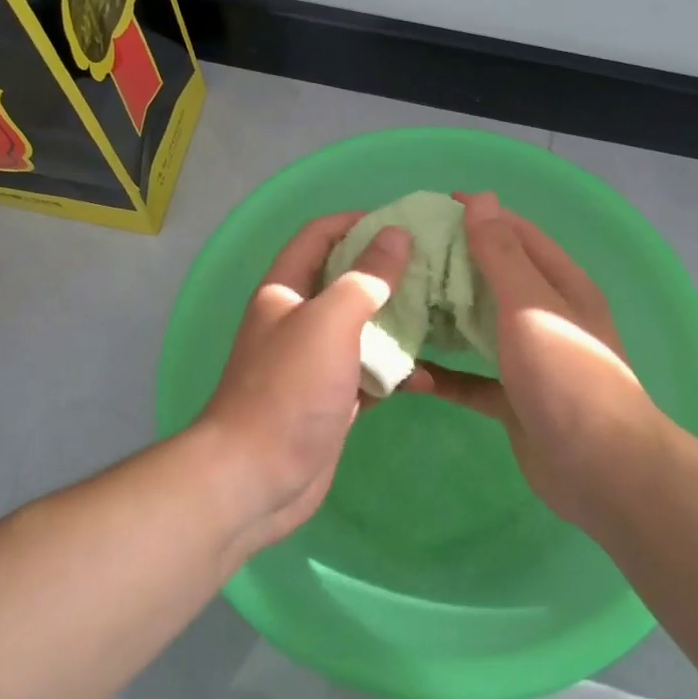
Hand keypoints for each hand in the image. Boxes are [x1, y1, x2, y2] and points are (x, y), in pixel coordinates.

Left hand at [191, 212, 414, 558]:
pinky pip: (367, 373)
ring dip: (396, 322)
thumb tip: (397, 235)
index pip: (318, 235)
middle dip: (386, 271)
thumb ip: (365, 277)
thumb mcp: (329, 322)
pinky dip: (393, 372)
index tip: (403, 223)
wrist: (256, 477)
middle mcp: (297, 319)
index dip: (355, 221)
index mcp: (285, 290)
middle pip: (344, 280)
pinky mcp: (331, 398)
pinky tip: (425, 377)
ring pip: (361, 328)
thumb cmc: (288, 389)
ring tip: (441, 315)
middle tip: (435, 268)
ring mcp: (314, 362)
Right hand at [423, 192, 665, 527]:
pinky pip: (470, 380)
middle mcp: (546, 316)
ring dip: (444, 317)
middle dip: (452, 265)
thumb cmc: (566, 374)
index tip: (431, 207)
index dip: (479, 216)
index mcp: (560, 285)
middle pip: (493, 279)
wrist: (601, 468)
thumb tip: (481, 199)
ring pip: (479, 328)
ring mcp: (529, 360)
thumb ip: (502, 254)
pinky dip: (444, 376)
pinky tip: (409, 373)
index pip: (516, 234)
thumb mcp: (531, 304)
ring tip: (398, 304)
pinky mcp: (513, 400)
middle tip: (403, 257)